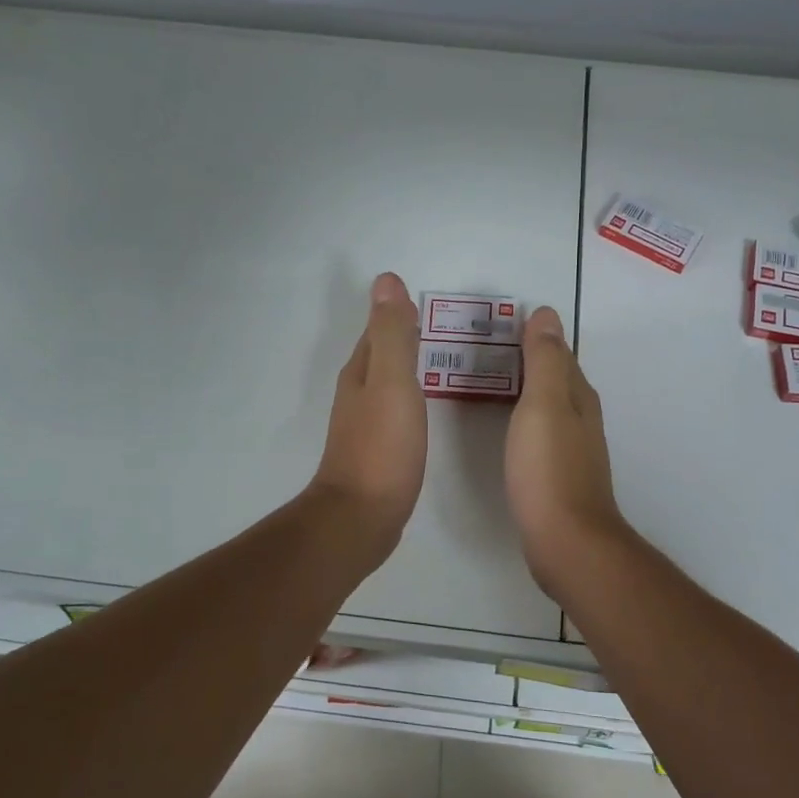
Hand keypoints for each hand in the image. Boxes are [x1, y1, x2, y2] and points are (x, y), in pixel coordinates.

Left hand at [308, 272, 427, 545]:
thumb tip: (386, 280)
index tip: (424, 300)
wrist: (361, 517)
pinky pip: (395, 408)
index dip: (398, 312)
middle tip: (440, 326)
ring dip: (406, 366)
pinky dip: (409, 396)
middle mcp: (358, 392)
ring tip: (437, 358)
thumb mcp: (392, 383)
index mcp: (361, 372)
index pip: (378, 330)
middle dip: (403, 336)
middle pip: (381, 353)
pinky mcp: (377, 449)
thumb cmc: (382, 448)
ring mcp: (365, 423)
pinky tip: (424, 405)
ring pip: (387, 381)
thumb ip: (393, 334)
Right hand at [504, 307, 627, 585]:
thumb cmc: (549, 469)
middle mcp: (581, 418)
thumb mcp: (543, 405)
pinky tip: (508, 427)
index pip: (558, 354)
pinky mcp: (559, 475)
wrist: (566, 541)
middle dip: (530, 361)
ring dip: (527, 389)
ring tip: (492, 380)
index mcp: (578, 397)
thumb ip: (544, 361)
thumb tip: (547, 314)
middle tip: (489, 347)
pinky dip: (525, 418)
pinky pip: (541, 432)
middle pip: (556, 379)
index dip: (535, 337)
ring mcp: (572, 449)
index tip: (503, 323)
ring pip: (549, 406)